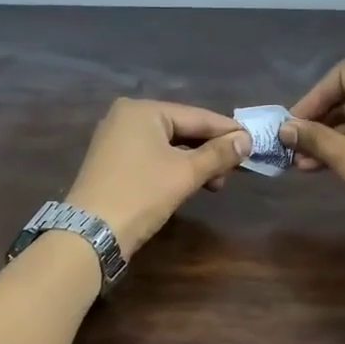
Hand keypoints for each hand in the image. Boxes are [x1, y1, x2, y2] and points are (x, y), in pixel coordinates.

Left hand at [65, 99, 249, 254]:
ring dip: (195, 162)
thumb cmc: (141, 194)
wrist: (91, 233)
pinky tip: (192, 184)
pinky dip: (174, 168)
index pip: (196, 116)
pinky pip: (152, 157)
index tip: (254, 142)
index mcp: (143, 110)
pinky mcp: (112, 163)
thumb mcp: (185, 173)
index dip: (227, 130)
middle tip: (237, 168)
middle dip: (210, 150)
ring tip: (217, 184)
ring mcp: (115, 140)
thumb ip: (218, 154)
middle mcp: (126, 117)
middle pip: (182, 129)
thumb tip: (246, 140)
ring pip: (168, 145)